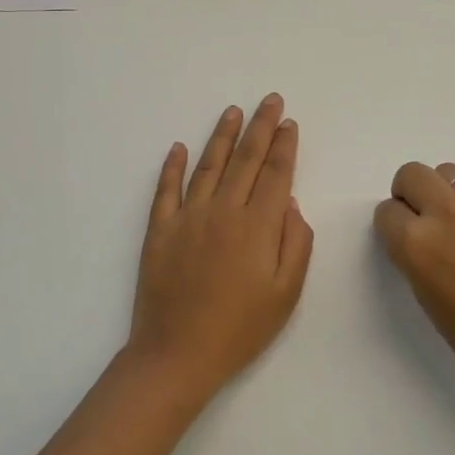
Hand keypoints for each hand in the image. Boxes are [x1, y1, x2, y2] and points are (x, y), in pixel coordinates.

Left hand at [126, 95, 314, 400]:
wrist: (177, 355)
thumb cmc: (240, 330)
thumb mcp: (286, 294)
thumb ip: (295, 243)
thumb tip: (289, 202)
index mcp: (257, 226)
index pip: (275, 174)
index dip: (283, 146)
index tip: (288, 123)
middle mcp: (222, 211)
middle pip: (245, 159)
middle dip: (260, 127)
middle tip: (270, 100)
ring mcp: (187, 217)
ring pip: (208, 165)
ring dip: (222, 135)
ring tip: (232, 111)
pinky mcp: (159, 229)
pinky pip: (165, 189)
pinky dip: (171, 166)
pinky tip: (177, 147)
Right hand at [373, 162, 454, 393]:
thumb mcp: (426, 298)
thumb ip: (416, 258)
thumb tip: (420, 239)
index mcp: (416, 242)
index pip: (387, 211)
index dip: (392, 226)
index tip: (402, 240)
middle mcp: (445, 213)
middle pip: (412, 174)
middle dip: (409, 192)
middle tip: (420, 218)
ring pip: (448, 172)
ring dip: (442, 190)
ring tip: (454, 221)